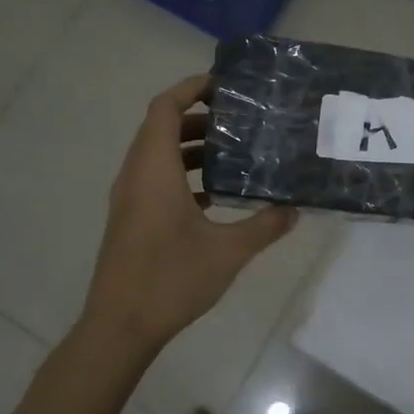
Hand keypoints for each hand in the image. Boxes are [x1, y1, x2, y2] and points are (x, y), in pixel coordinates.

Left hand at [80, 74, 297, 352]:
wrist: (119, 328)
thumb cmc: (170, 280)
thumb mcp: (227, 252)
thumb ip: (264, 226)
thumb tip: (295, 209)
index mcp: (154, 170)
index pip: (164, 108)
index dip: (190, 88)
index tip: (224, 85)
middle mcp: (136, 175)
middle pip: (160, 127)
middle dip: (198, 115)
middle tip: (239, 118)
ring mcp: (129, 198)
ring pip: (157, 154)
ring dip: (190, 145)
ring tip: (233, 150)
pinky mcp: (131, 219)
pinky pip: (155, 178)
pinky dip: (182, 172)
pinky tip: (215, 193)